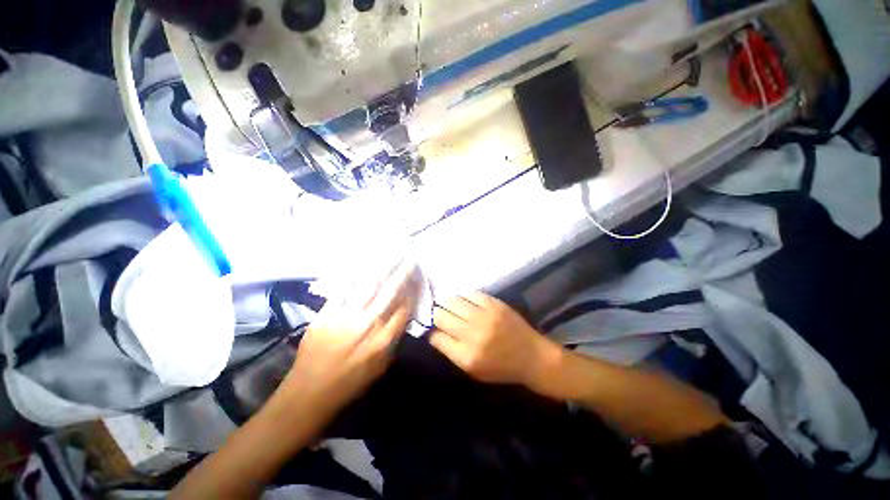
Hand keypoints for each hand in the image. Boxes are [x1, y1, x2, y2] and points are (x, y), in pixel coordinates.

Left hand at [281, 260, 419, 417]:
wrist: (309, 393)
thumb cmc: (350, 384)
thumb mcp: (381, 367)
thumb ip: (393, 340)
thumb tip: (401, 316)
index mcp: (383, 341)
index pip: (404, 308)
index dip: (413, 291)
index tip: (417, 279)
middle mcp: (368, 325)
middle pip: (390, 293)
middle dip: (403, 274)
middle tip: (410, 259)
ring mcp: (345, 317)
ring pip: (369, 286)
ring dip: (383, 269)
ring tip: (392, 255)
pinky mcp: (325, 314)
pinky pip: (343, 290)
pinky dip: (354, 276)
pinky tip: (363, 264)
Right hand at [429, 292, 560, 386]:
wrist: (532, 356)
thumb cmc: (502, 368)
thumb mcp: (474, 371)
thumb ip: (453, 352)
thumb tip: (436, 332)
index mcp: (466, 356)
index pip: (436, 337)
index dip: (432, 331)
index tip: (433, 328)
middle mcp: (472, 334)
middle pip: (441, 316)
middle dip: (435, 314)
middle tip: (437, 313)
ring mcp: (484, 316)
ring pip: (453, 301)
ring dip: (446, 302)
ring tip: (446, 302)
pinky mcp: (494, 304)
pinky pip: (470, 294)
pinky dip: (463, 297)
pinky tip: (463, 300)